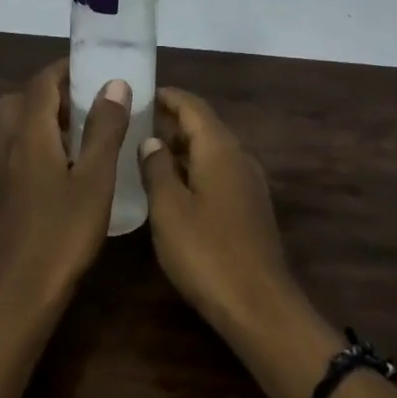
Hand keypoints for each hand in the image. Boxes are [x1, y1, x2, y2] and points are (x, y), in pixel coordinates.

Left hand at [0, 59, 130, 309]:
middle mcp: (4, 141)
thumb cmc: (63, 232)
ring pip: (6, 124)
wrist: (18, 289)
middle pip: (17, 99)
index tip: (91, 68)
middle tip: (81, 104)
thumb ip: (104, 128)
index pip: (42, 82)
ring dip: (31, 116)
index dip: (65, 70)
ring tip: (66, 132)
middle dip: (47, 92)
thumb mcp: (95, 179)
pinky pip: (2, 148)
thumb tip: (114, 84)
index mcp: (29, 132)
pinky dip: (22, 142)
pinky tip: (46, 165)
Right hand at [137, 88, 302, 343]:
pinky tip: (173, 189)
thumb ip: (156, 169)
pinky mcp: (250, 209)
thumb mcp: (168, 209)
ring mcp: (249, 185)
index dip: (169, 97)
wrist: (259, 305)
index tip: (144, 92)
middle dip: (173, 122)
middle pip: (205, 127)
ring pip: (212, 153)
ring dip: (182, 148)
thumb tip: (152, 141)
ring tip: (148, 154)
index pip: (194, 107)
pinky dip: (194, 170)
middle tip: (137, 124)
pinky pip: (219, 174)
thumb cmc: (207, 252)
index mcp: (220, 150)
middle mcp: (239, 158)